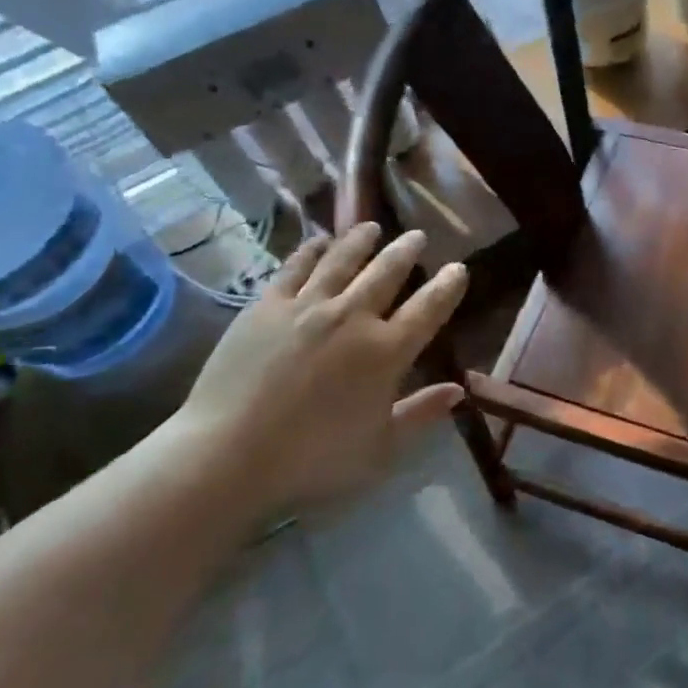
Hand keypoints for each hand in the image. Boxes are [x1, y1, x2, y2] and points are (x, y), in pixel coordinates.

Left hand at [172, 223, 468, 512]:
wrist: (228, 455)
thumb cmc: (313, 460)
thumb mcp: (380, 448)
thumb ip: (421, 414)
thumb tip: (458, 391)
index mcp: (386, 352)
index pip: (429, 308)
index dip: (448, 286)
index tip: (458, 268)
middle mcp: (352, 317)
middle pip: (387, 272)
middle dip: (407, 251)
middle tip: (417, 236)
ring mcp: (307, 306)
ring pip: (343, 259)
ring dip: (362, 240)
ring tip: (373, 227)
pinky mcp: (267, 305)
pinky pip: (295, 266)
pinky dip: (312, 250)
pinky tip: (320, 241)